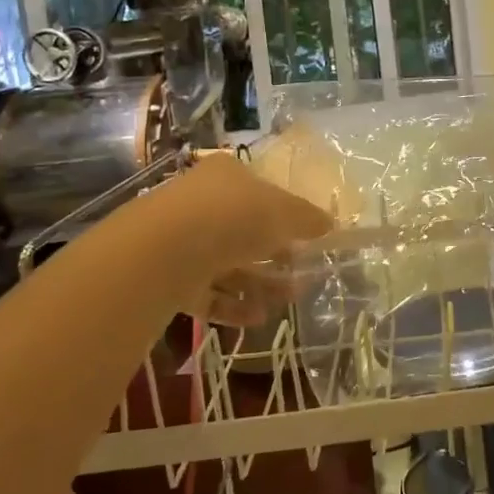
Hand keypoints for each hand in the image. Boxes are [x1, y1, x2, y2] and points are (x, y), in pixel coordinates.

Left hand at [150, 153, 334, 325]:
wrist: (164, 252)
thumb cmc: (232, 216)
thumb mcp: (283, 212)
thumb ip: (307, 218)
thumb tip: (329, 223)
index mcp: (226, 175)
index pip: (259, 190)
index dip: (284, 213)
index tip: (305, 237)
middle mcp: (201, 202)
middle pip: (243, 229)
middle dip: (274, 254)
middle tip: (301, 273)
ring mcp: (181, 241)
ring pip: (227, 263)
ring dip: (258, 283)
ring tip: (287, 301)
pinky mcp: (168, 277)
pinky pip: (206, 292)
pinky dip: (232, 304)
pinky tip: (258, 318)